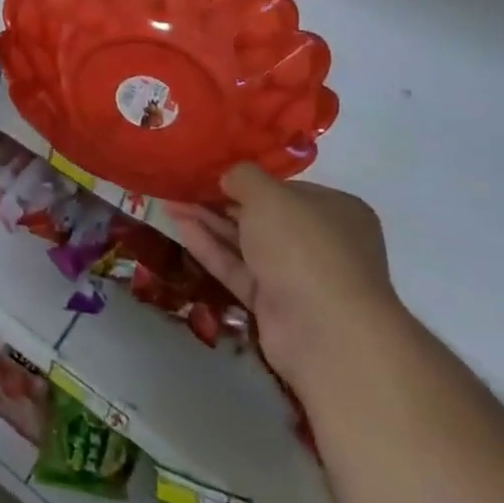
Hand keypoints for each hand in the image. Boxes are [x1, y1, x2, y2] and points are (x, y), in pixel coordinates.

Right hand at [163, 167, 403, 396]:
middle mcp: (320, 242)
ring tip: (169, 202)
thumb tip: (228, 176)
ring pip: (246, 242)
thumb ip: (243, 177)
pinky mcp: (275, 304)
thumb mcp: (268, 195)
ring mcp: (298, 276)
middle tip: (181, 185)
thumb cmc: (304, 247)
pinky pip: (239, 269)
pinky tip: (181, 227)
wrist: (325, 333)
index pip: (284, 189)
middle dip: (220, 200)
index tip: (210, 170)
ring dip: (209, 222)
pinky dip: (211, 248)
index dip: (247, 178)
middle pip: (262, 215)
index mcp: (334, 210)